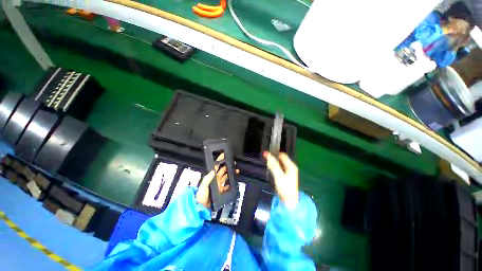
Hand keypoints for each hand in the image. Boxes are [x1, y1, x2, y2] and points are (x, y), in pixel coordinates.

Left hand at [196, 153, 239, 208]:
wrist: (201, 207)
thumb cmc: (200, 195)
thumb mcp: (203, 186)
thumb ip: (207, 178)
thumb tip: (213, 170)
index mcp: (211, 176)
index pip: (216, 166)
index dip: (219, 160)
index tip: (223, 155)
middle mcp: (215, 179)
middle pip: (223, 170)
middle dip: (227, 166)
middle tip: (233, 163)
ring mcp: (218, 185)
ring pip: (226, 177)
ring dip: (230, 174)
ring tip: (236, 171)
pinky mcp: (221, 191)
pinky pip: (227, 186)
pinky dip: (230, 184)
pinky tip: (233, 182)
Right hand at [264, 151, 298, 208]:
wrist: (289, 201)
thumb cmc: (285, 187)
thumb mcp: (278, 175)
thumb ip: (273, 164)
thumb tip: (266, 154)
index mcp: (291, 165)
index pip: (282, 155)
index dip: (274, 153)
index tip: (266, 154)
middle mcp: (291, 167)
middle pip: (281, 159)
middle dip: (273, 158)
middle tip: (266, 160)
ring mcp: (288, 172)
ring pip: (280, 163)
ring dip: (274, 163)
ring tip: (267, 164)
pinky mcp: (286, 176)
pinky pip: (279, 168)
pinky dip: (275, 167)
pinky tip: (271, 170)